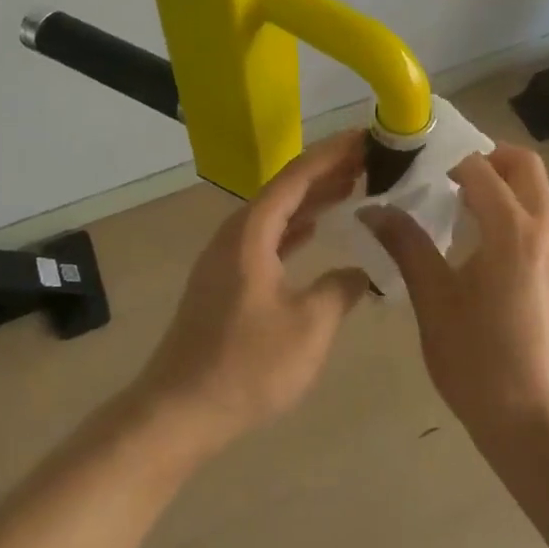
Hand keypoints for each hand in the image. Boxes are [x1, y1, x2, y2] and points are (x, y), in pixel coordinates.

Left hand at [130, 131, 369, 456]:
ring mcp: (228, 258)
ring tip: (354, 186)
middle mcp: (236, 234)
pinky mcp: (227, 281)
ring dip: (313, 198)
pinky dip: (297, 227)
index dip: (333, 154)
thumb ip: (340, 290)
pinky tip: (317, 230)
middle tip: (370, 160)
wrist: (178, 411)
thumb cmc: (246, 366)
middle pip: (286, 189)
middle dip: (327, 171)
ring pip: (277, 214)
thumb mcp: (308, 327)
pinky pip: (269, 237)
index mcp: (252, 232)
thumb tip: (361, 271)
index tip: (366, 136)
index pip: (297, 176)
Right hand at [362, 144, 548, 447]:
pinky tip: (479, 249)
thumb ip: (406, 245)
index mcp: (513, 230)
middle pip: (525, 166)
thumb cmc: (480, 362)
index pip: (480, 168)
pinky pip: (540, 222)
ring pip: (537, 194)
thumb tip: (373, 209)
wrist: (541, 426)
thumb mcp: (434, 301)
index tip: (414, 167)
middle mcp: (545, 231)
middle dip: (487, 158)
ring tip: (456, 211)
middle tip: (445, 176)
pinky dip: (512, 214)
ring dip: (501, 186)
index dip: (445, 159)